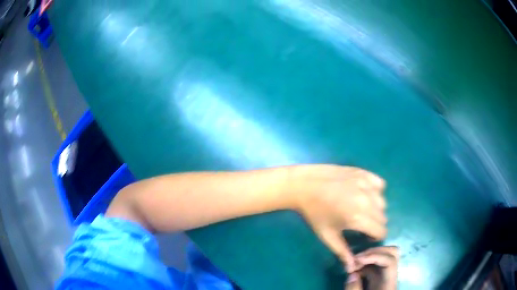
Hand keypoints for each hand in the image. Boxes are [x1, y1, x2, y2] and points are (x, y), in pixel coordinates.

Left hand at [288, 165, 386, 271]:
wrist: (304, 186)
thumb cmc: (314, 213)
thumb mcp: (327, 236)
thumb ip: (342, 252)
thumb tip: (352, 268)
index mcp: (359, 217)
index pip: (381, 231)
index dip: (374, 237)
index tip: (364, 236)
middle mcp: (367, 200)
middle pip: (383, 218)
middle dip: (374, 225)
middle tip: (360, 224)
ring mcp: (366, 184)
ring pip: (382, 202)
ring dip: (375, 209)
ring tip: (360, 209)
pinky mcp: (363, 172)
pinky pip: (379, 184)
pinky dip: (375, 191)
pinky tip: (363, 194)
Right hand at [346, 246, 398, 289]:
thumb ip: (354, 289)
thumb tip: (352, 274)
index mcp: (389, 282)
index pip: (390, 260)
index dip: (375, 255)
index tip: (357, 259)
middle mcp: (390, 276)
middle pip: (391, 253)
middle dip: (374, 251)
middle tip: (356, 258)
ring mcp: (384, 276)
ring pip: (382, 257)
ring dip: (368, 257)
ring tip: (352, 264)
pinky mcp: (378, 279)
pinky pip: (373, 266)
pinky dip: (363, 264)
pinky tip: (353, 270)